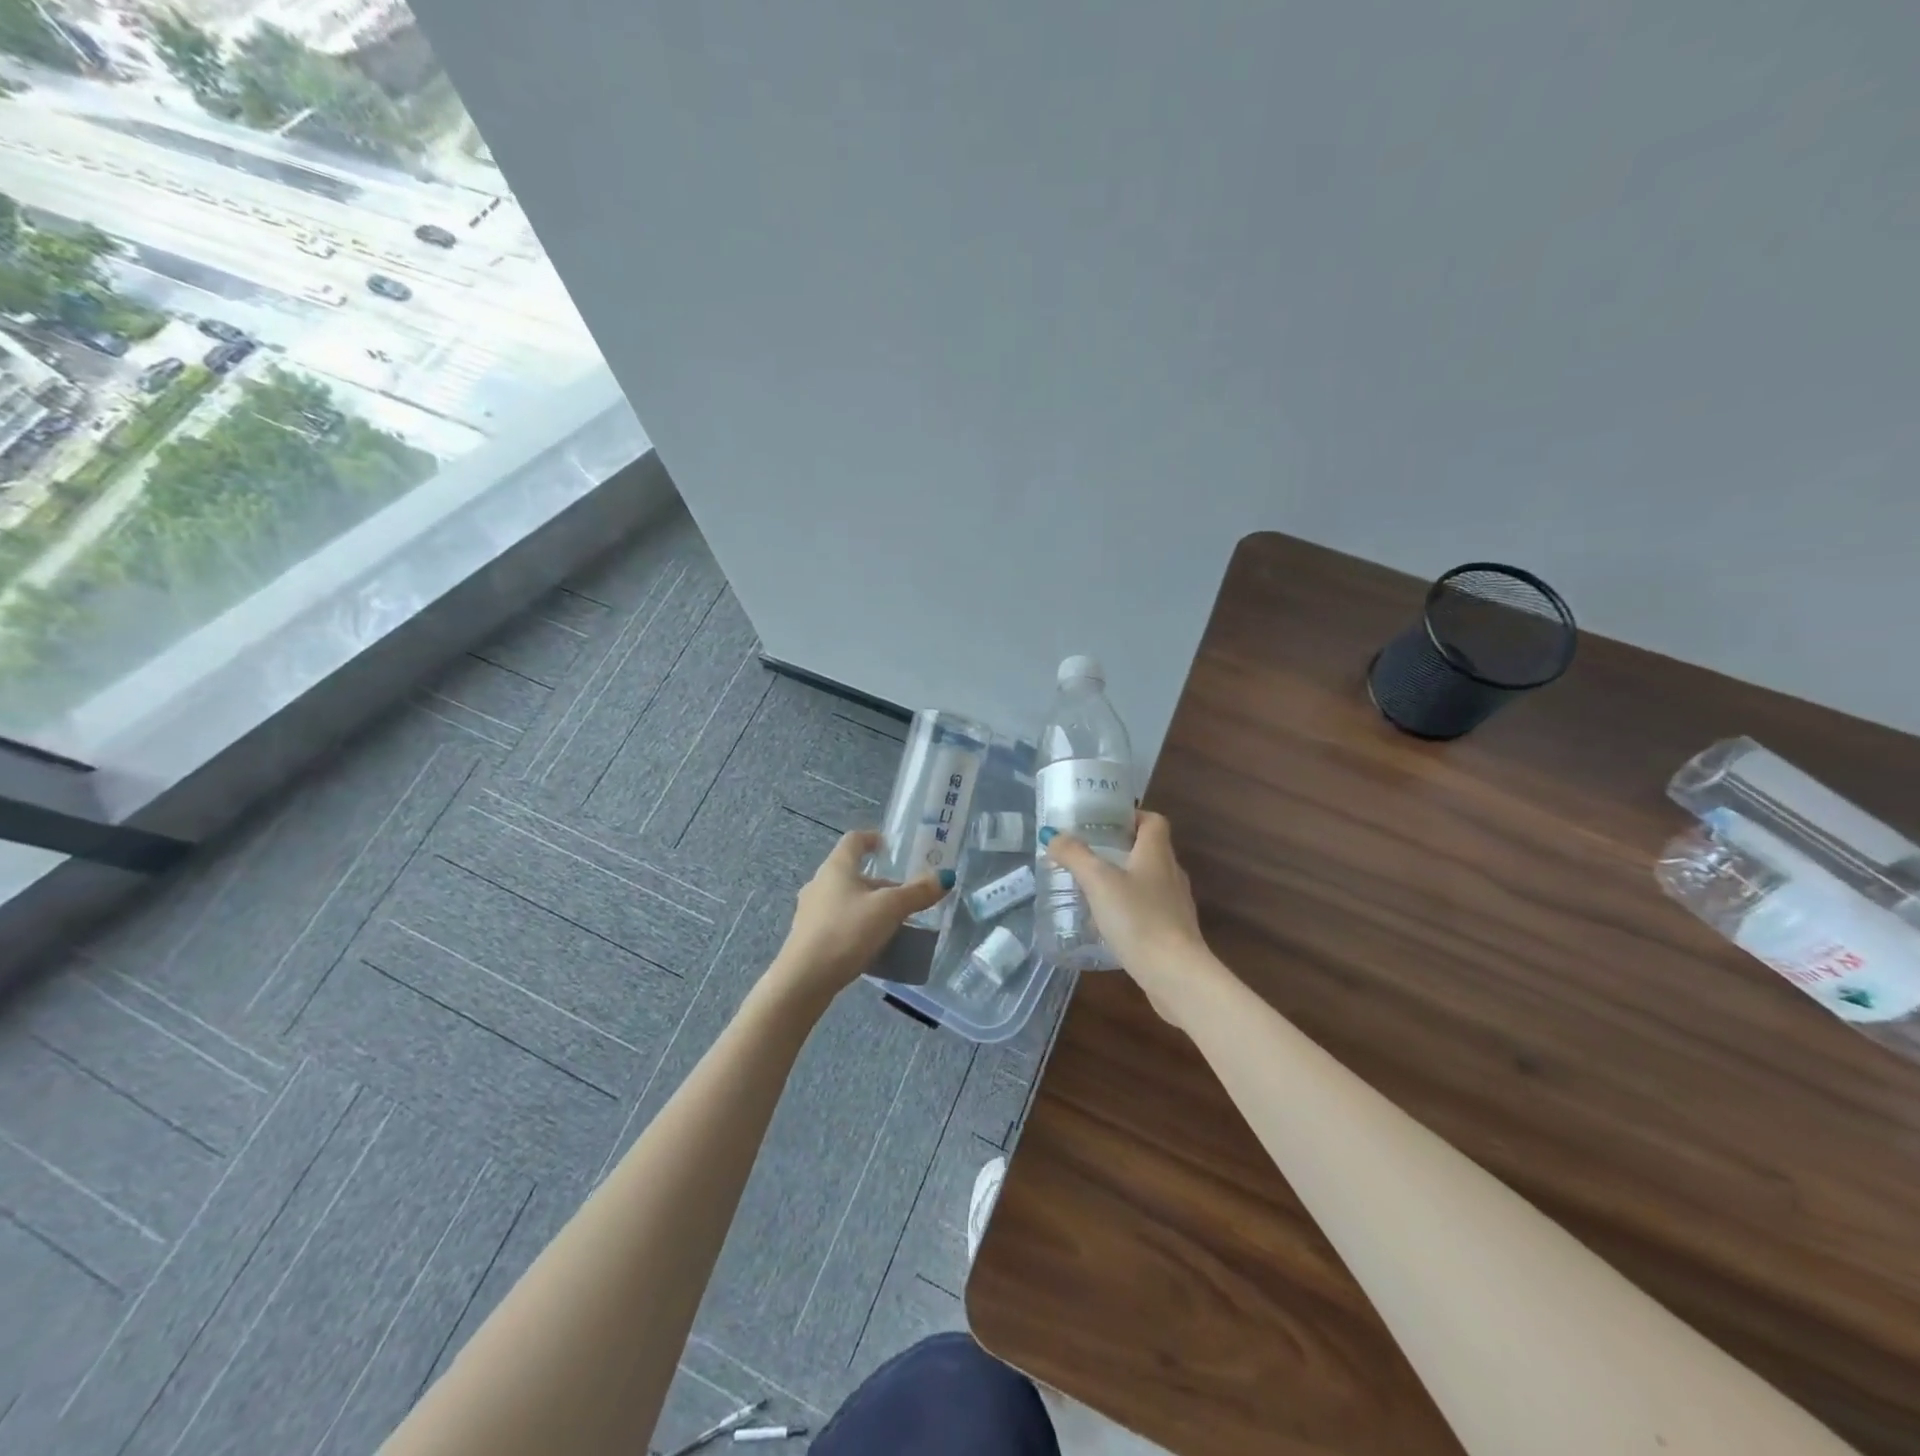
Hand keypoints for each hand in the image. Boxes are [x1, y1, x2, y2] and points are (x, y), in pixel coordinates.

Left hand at [766, 831, 951, 1010]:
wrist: (804, 980)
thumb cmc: (846, 932)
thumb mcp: (889, 910)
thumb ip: (917, 893)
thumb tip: (945, 877)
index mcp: (836, 867)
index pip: (854, 840)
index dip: (872, 838)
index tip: (890, 847)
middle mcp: (819, 883)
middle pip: (852, 872)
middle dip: (879, 881)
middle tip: (904, 894)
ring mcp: (810, 911)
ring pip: (845, 898)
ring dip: (868, 904)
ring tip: (893, 920)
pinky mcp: (808, 937)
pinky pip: (838, 921)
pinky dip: (857, 924)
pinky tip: (872, 943)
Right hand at [1040, 811, 1225, 1025]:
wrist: (1175, 974)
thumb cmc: (1138, 918)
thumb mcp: (1098, 881)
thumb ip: (1075, 855)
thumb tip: (1053, 834)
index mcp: (1157, 853)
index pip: (1153, 820)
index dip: (1132, 816)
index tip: (1104, 822)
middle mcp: (1171, 873)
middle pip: (1149, 850)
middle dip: (1120, 849)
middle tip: (1088, 854)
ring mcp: (1175, 904)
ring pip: (1149, 881)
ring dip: (1124, 880)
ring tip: (1093, 888)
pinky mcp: (1174, 932)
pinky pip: (1150, 909)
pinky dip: (1130, 908)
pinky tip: (1109, 922)